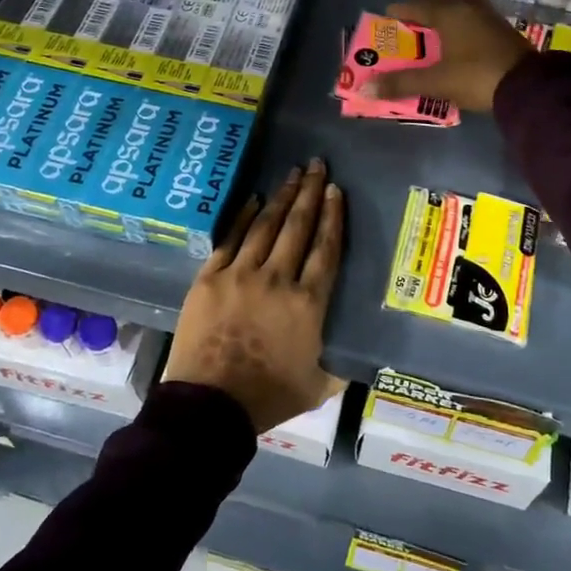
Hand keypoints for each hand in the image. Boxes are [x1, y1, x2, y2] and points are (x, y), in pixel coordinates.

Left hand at [161, 159, 346, 433]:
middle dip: (309, 193)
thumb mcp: (319, 386)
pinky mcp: (209, 278)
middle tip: (317, 165)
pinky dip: (243, 217)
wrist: (210, 405)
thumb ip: (340, 364)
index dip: (332, 217)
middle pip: (298, 227)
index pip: (326, 249)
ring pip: (266, 226)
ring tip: (292, 173)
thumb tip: (360, 353)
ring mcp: (240, 274)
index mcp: (308, 303)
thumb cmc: (268, 397)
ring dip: (281, 197)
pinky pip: (230, 239)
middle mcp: (277, 279)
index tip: (335, 191)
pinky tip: (253, 199)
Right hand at [363, 0, 533, 113]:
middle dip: (419, 13)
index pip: (415, 5)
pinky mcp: (501, 30)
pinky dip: (456, 27)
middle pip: (437, 3)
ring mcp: (488, 16)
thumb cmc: (476, 76)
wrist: (529, 86)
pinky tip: (454, 41)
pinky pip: (470, 21)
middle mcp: (468, 6)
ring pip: (456, 11)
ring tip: (427, 32)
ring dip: (440, 19)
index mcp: (449, 11)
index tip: (385, 16)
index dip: (398, 11)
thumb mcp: (435, 81)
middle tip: (404, 24)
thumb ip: (401, 83)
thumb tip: (366, 88)